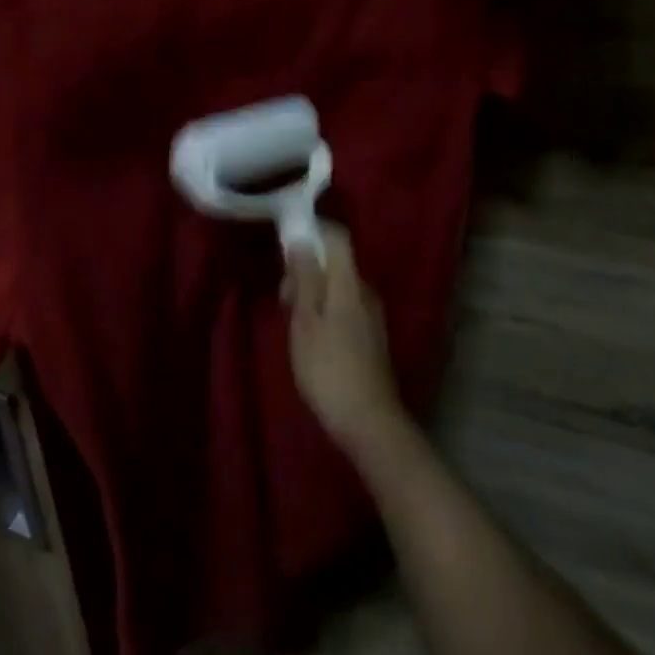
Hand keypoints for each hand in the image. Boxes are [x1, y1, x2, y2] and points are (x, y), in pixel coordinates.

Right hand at [284, 227, 406, 450]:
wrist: (368, 422)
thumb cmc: (328, 368)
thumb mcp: (305, 321)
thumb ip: (304, 277)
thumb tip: (301, 238)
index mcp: (349, 282)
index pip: (337, 236)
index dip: (312, 232)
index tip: (286, 245)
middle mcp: (366, 291)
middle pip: (336, 262)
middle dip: (307, 268)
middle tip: (283, 297)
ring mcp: (372, 315)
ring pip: (339, 286)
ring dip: (314, 292)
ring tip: (292, 320)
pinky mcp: (371, 337)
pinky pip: (345, 306)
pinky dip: (325, 309)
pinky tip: (311, 336)